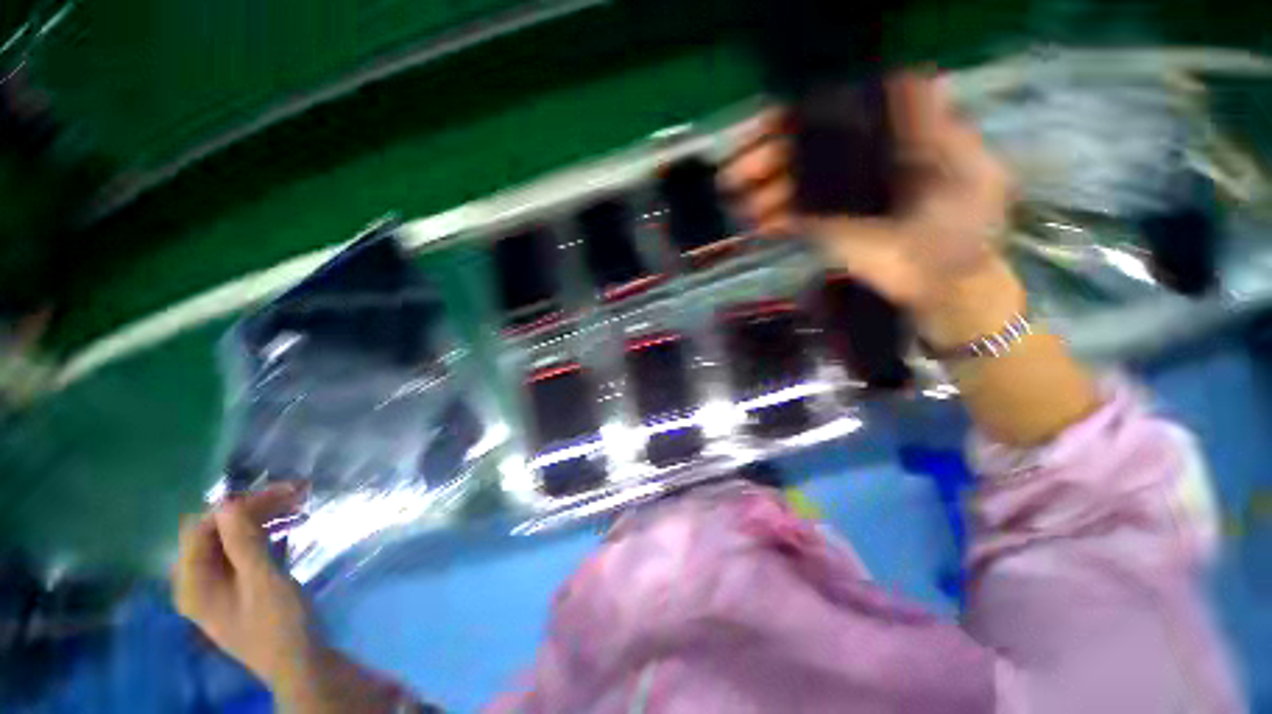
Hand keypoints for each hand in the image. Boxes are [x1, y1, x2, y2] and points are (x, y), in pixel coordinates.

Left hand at [174, 482, 316, 687]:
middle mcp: (196, 582)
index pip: (202, 529)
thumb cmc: (279, 623)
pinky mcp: (235, 590)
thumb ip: (242, 542)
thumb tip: (228, 501)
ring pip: (230, 540)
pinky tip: (288, 529)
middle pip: (215, 532)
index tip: (280, 491)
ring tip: (298, 506)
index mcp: (193, 583)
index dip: (237, 506)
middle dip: (253, 509)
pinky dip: (263, 536)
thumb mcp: (263, 580)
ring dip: (261, 520)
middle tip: (295, 494)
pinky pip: (241, 553)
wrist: (299, 663)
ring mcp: (215, 588)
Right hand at [723, 72, 1023, 346]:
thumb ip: (939, 128)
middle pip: (797, 153)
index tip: (765, 125)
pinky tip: (756, 225)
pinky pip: (785, 220)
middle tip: (733, 174)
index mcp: (884, 141)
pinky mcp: (818, 232)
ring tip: (739, 202)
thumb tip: (902, 77)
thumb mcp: (968, 167)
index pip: (833, 118)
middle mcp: (851, 164)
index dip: (797, 118)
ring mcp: (830, 200)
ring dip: (757, 191)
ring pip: (784, 187)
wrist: (941, 280)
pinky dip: (766, 221)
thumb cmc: (963, 225)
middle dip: (762, 158)